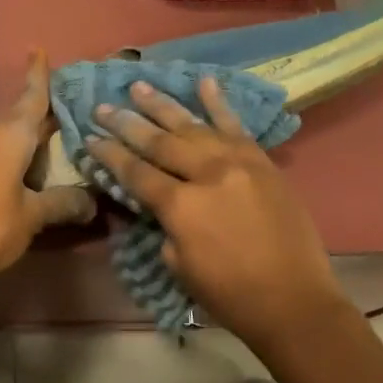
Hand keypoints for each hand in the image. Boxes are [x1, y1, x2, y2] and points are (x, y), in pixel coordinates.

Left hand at [0, 50, 97, 272]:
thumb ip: (63, 202)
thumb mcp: (33, 216)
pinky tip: (15, 180)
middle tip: (63, 138)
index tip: (37, 49)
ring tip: (41, 172)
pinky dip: (3, 159)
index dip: (38, 75)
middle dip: (39, 130)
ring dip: (20, 150)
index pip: (31, 98)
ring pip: (1, 139)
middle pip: (18, 122)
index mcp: (8, 134)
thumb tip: (91, 203)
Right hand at [85, 77, 352, 349]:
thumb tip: (159, 200)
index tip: (89, 137)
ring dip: (162, 105)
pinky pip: (236, 126)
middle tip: (102, 107)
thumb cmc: (229, 294)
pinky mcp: (262, 161)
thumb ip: (166, 224)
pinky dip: (219, 103)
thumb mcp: (178, 264)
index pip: (135, 172)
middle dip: (126, 123)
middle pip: (158, 142)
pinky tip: (204, 81)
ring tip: (139, 86)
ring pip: (193, 126)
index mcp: (181, 206)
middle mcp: (207, 174)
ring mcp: (238, 162)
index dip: (109, 154)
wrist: (294, 301)